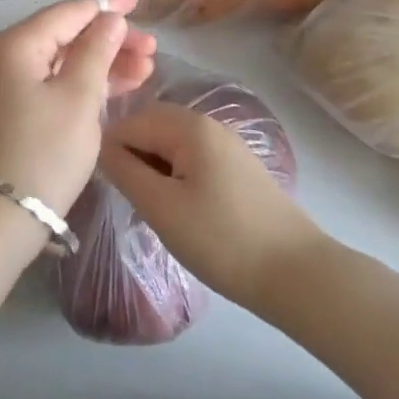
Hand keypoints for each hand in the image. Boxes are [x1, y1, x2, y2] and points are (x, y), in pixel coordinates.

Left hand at [0, 0, 157, 214]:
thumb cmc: (43, 151)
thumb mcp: (78, 98)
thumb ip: (96, 52)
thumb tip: (108, 17)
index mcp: (17, 43)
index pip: (69, 12)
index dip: (106, 6)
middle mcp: (8, 55)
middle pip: (67, 35)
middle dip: (111, 39)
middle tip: (152, 47)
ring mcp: (10, 84)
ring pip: (65, 61)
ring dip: (105, 62)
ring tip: (147, 67)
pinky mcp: (17, 110)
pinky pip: (57, 83)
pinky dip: (87, 84)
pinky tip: (122, 86)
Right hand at [99, 101, 329, 311]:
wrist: (298, 276)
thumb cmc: (222, 239)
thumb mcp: (161, 207)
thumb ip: (124, 171)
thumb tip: (100, 147)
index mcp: (188, 125)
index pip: (129, 122)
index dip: (111, 152)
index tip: (108, 187)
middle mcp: (208, 123)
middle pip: (151, 127)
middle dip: (132, 156)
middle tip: (129, 197)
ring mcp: (227, 144)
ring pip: (171, 144)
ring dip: (154, 168)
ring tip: (152, 206)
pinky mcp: (238, 167)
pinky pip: (192, 158)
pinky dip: (176, 175)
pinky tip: (180, 209)